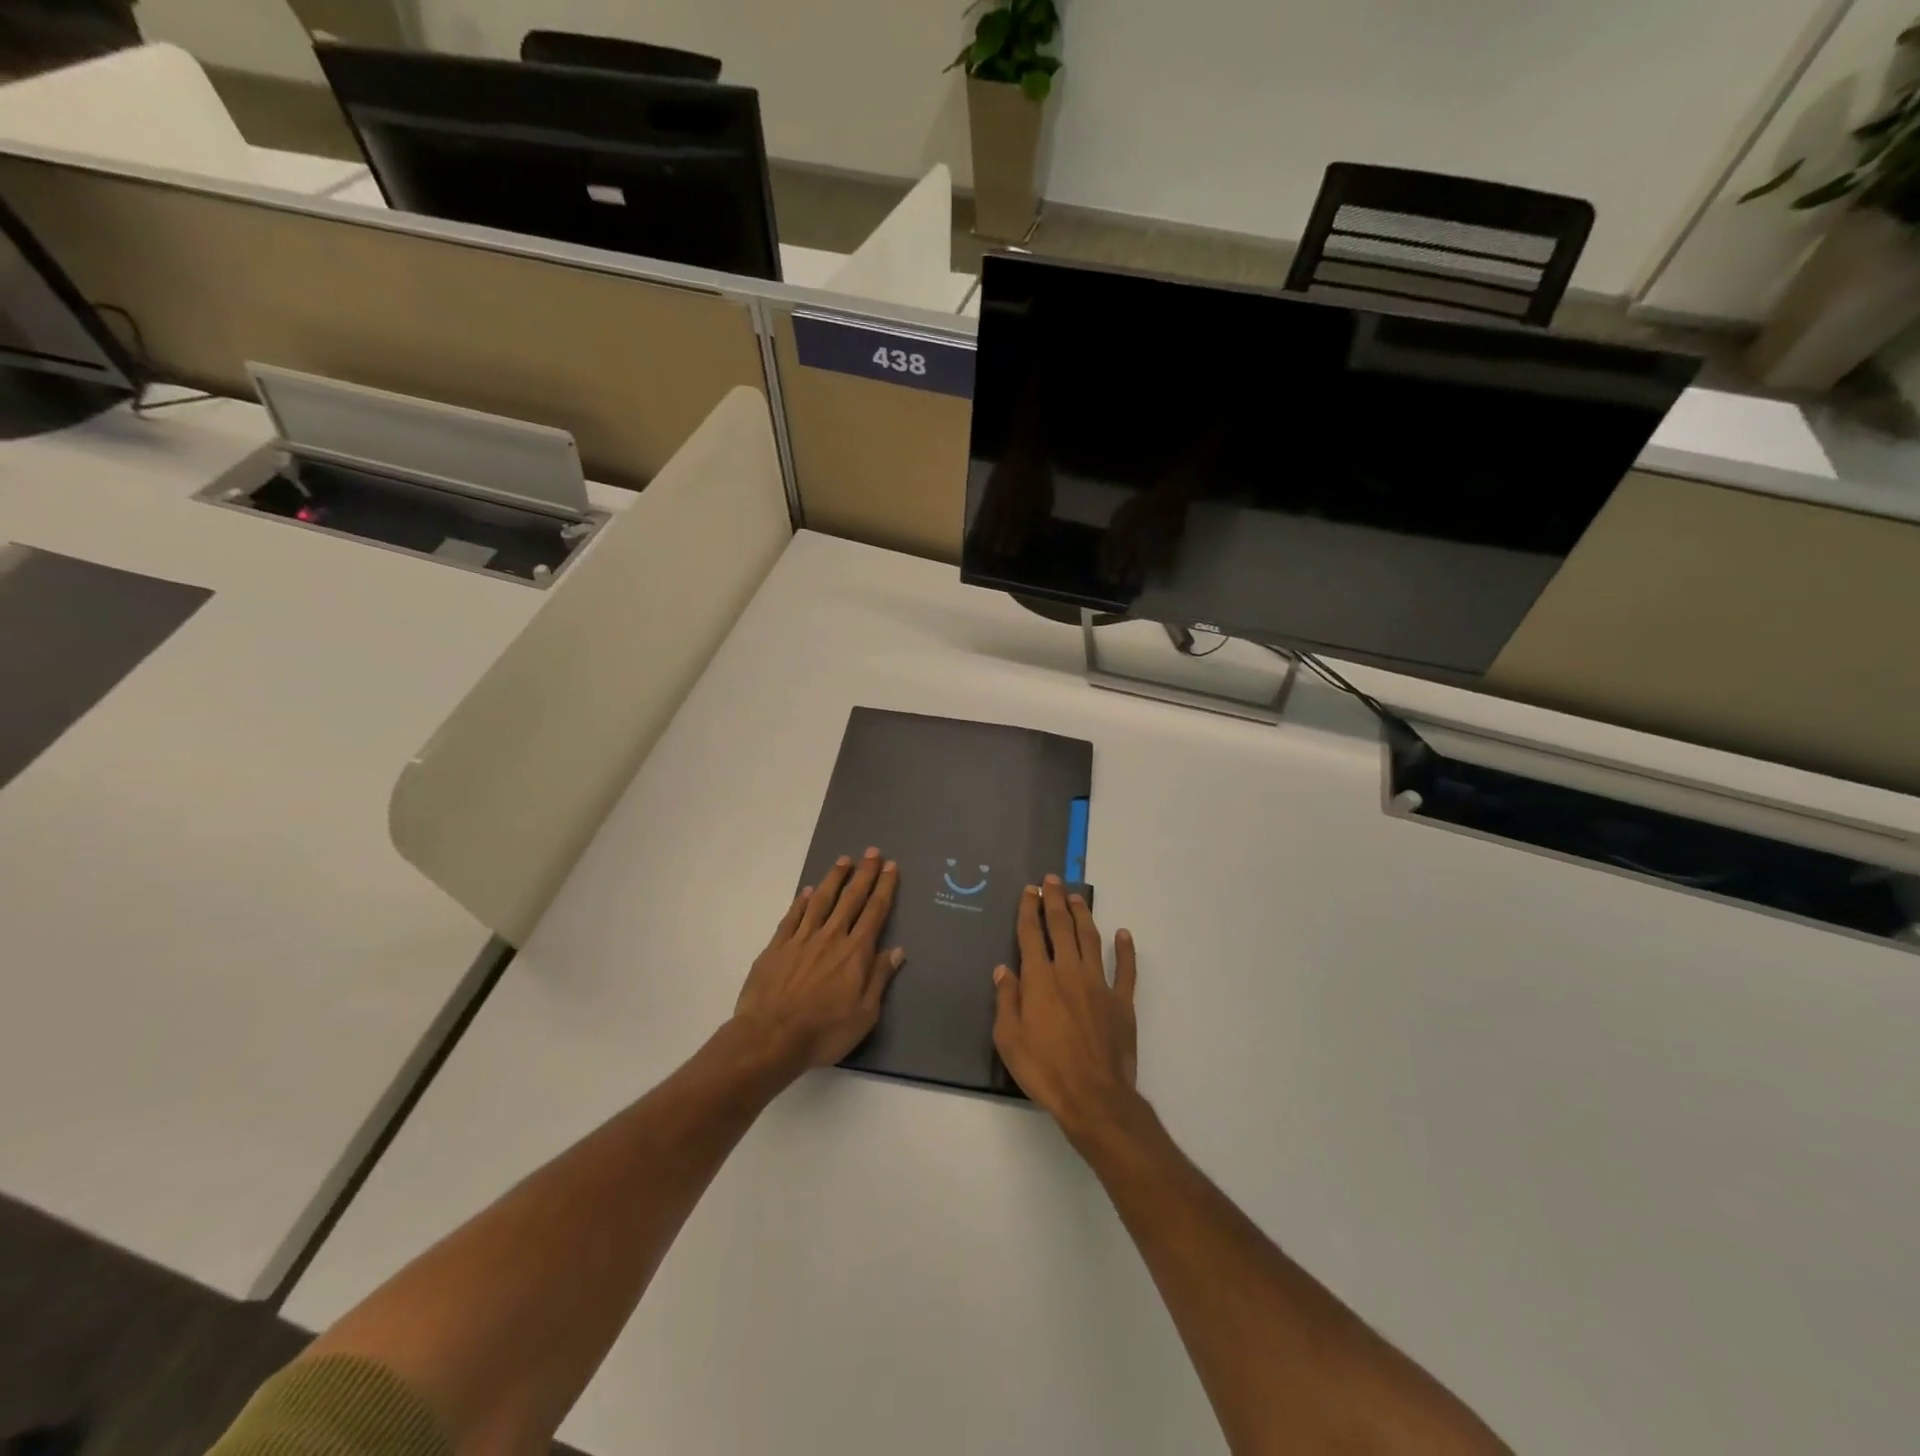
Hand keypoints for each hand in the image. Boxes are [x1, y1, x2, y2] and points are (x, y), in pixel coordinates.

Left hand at [734, 848, 903, 1071]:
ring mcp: (801, 939)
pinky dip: (801, 901)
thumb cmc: (824, 1032)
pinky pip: (793, 917)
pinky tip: (807, 891)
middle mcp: (831, 937)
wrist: (770, 1038)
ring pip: (821, 900)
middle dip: (864, 874)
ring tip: (843, 860)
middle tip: (872, 852)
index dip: (884, 887)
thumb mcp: (864, 1014)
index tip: (890, 866)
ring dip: (834, 878)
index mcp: (855, 952)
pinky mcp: (777, 947)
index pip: (874, 912)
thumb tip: (896, 950)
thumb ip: (879, 978)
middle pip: (850, 898)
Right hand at [992, 875, 1140, 1138]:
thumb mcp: (1008, 1039)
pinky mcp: (1121, 1002)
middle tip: (1052, 880)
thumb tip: (1004, 969)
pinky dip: (1125, 950)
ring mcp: (1099, 984)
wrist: (1093, 1097)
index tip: (1029, 890)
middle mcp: (1069, 972)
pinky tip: (1124, 934)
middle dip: (1055, 901)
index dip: (1029, 909)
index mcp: (1039, 980)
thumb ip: (1006, 1000)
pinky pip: (1125, 969)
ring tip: (1078, 897)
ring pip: (1090, 939)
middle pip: (1061, 927)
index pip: (1031, 935)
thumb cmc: (1044, 1070)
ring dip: (1083, 915)